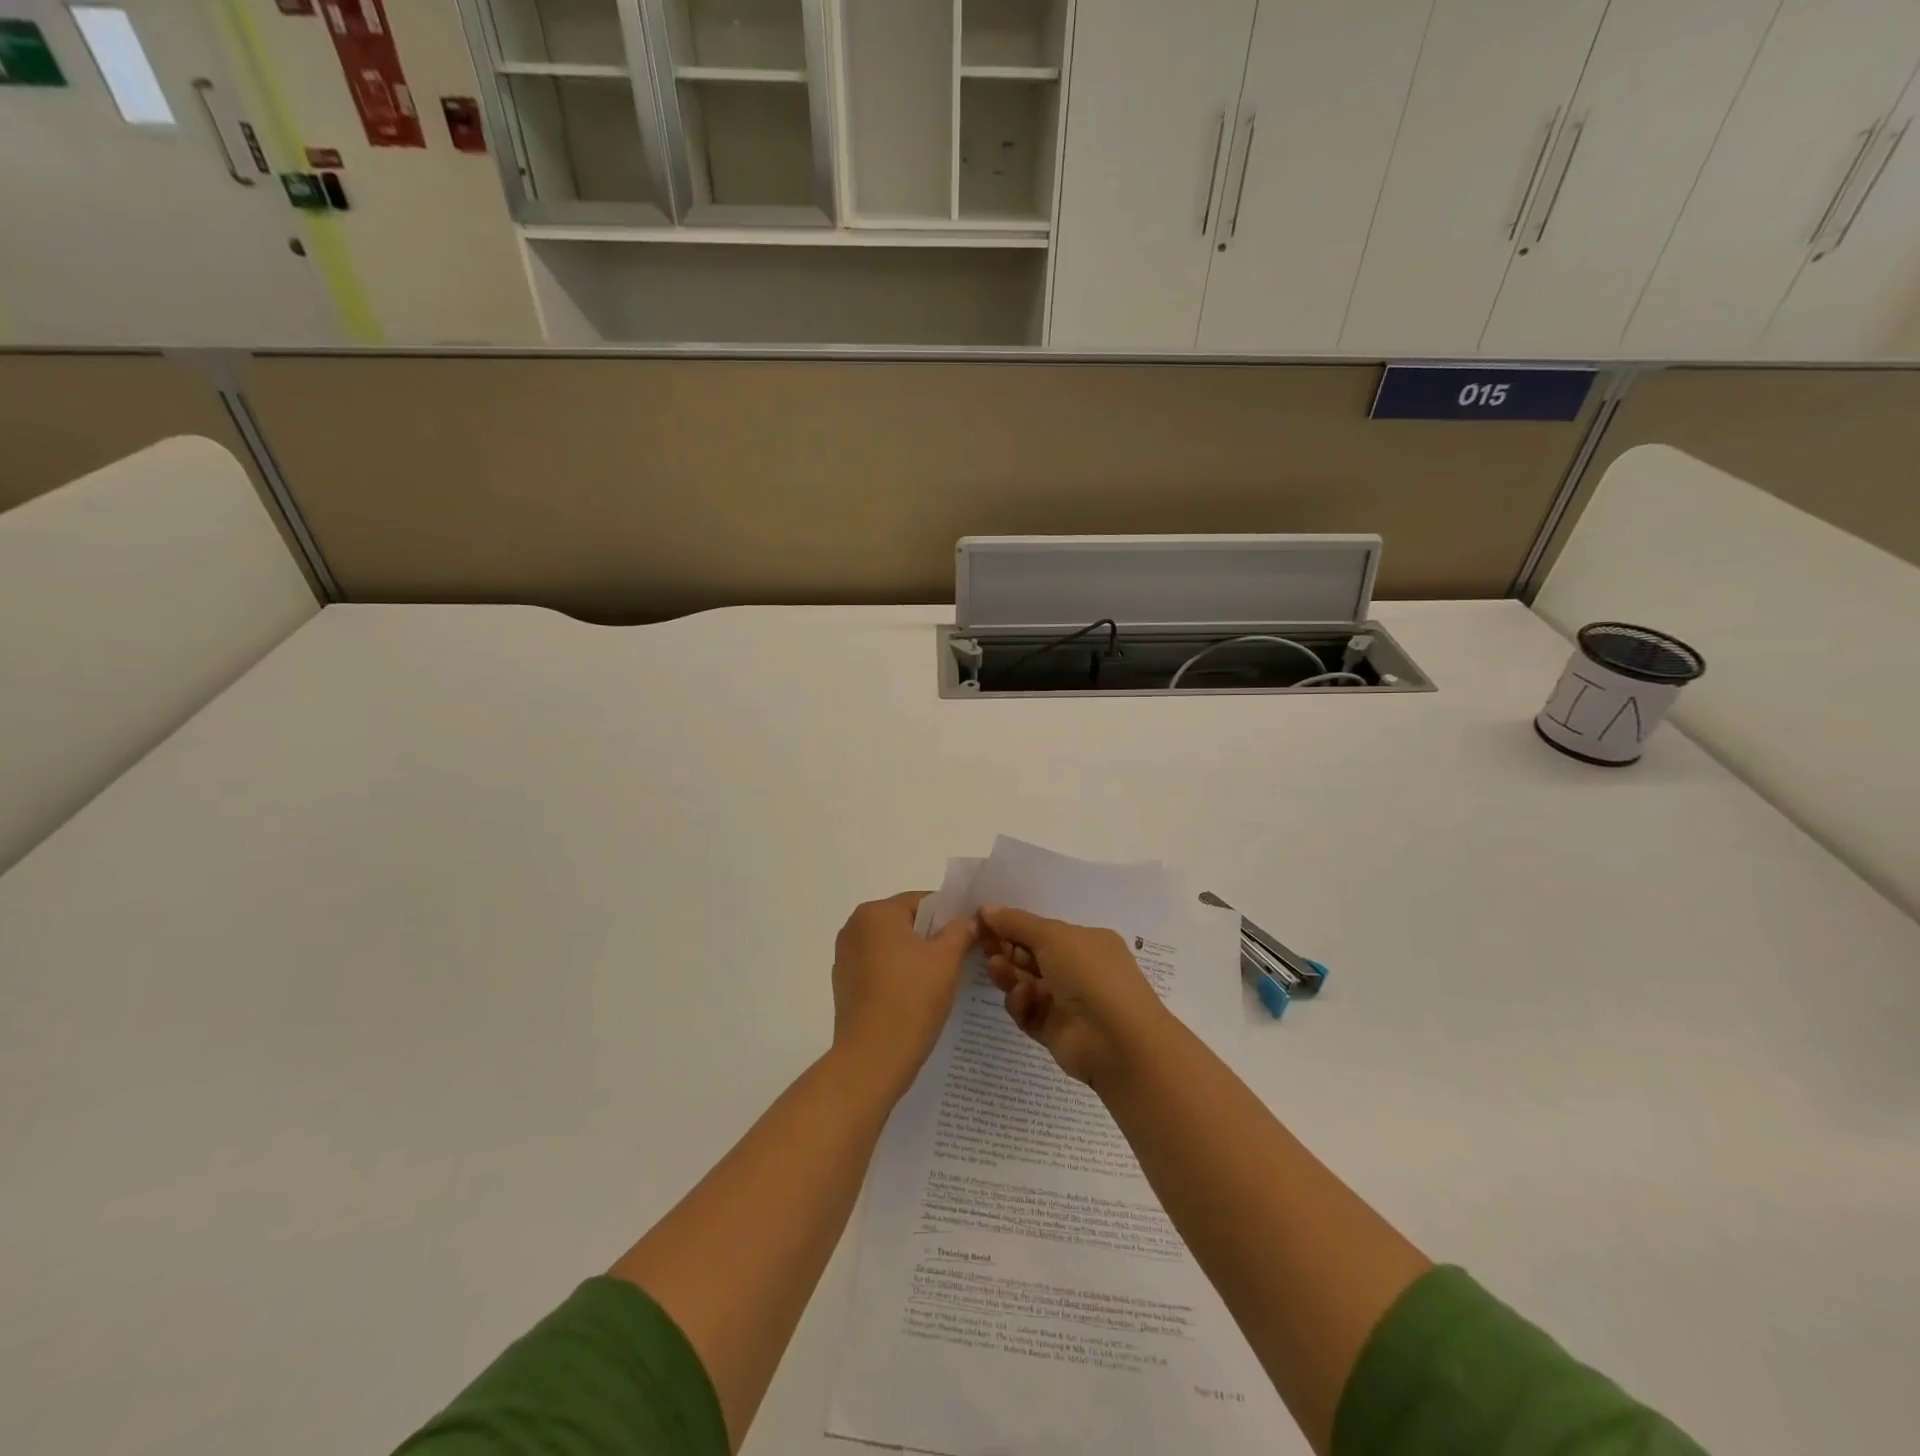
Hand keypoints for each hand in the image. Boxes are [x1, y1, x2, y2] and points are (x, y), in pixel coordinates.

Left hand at [831, 893, 976, 1099]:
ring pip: (892, 948)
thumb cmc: (912, 998)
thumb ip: (960, 931)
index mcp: (875, 913)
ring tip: (943, 980)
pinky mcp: (844, 987)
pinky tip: (918, 998)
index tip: (971, 934)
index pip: (921, 901)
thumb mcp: (946, 959)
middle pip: (905, 923)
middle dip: (933, 937)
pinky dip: (899, 977)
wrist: (872, 1059)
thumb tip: (968, 920)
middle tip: (962, 957)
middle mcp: (853, 928)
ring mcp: (845, 959)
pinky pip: (879, 971)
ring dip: (916, 958)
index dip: (950, 915)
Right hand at [980, 905, 1171, 1085]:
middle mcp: (1079, 970)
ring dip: (1009, 974)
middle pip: (1032, 957)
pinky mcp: (1055, 1031)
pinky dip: (1021, 1004)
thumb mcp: (1052, 936)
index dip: (1013, 925)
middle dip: (1006, 949)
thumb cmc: (1089, 974)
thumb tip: (986, 908)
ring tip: (994, 968)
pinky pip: (1029, 1013)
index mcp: (1086, 942)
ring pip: (1027, 984)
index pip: (1043, 931)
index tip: (981, 922)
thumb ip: (1016, 923)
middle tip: (981, 944)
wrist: (1117, 1040)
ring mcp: (1068, 1003)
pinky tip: (1022, 998)